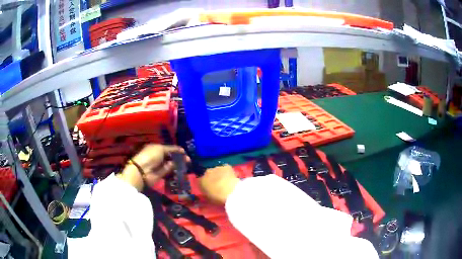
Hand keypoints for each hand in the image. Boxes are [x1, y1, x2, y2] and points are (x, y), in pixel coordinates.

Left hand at [119, 144, 189, 190]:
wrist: (142, 171)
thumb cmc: (150, 156)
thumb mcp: (161, 148)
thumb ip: (172, 149)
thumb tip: (181, 150)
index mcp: (156, 148)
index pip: (168, 148)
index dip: (176, 150)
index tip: (184, 152)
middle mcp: (158, 156)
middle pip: (171, 156)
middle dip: (179, 157)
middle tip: (188, 160)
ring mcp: (160, 166)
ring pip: (171, 164)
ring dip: (178, 164)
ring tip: (186, 165)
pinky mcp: (161, 174)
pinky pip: (169, 171)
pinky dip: (175, 171)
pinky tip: (181, 170)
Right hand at [199, 164, 239, 203]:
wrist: (230, 191)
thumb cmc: (218, 198)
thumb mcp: (209, 198)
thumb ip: (206, 193)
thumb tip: (207, 191)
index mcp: (201, 181)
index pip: (200, 181)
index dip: (205, 184)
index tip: (209, 188)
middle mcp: (206, 173)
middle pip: (208, 174)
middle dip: (212, 178)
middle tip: (217, 184)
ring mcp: (216, 168)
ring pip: (217, 170)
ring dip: (219, 174)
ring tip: (225, 181)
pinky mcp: (225, 166)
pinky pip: (225, 168)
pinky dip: (227, 172)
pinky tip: (230, 177)